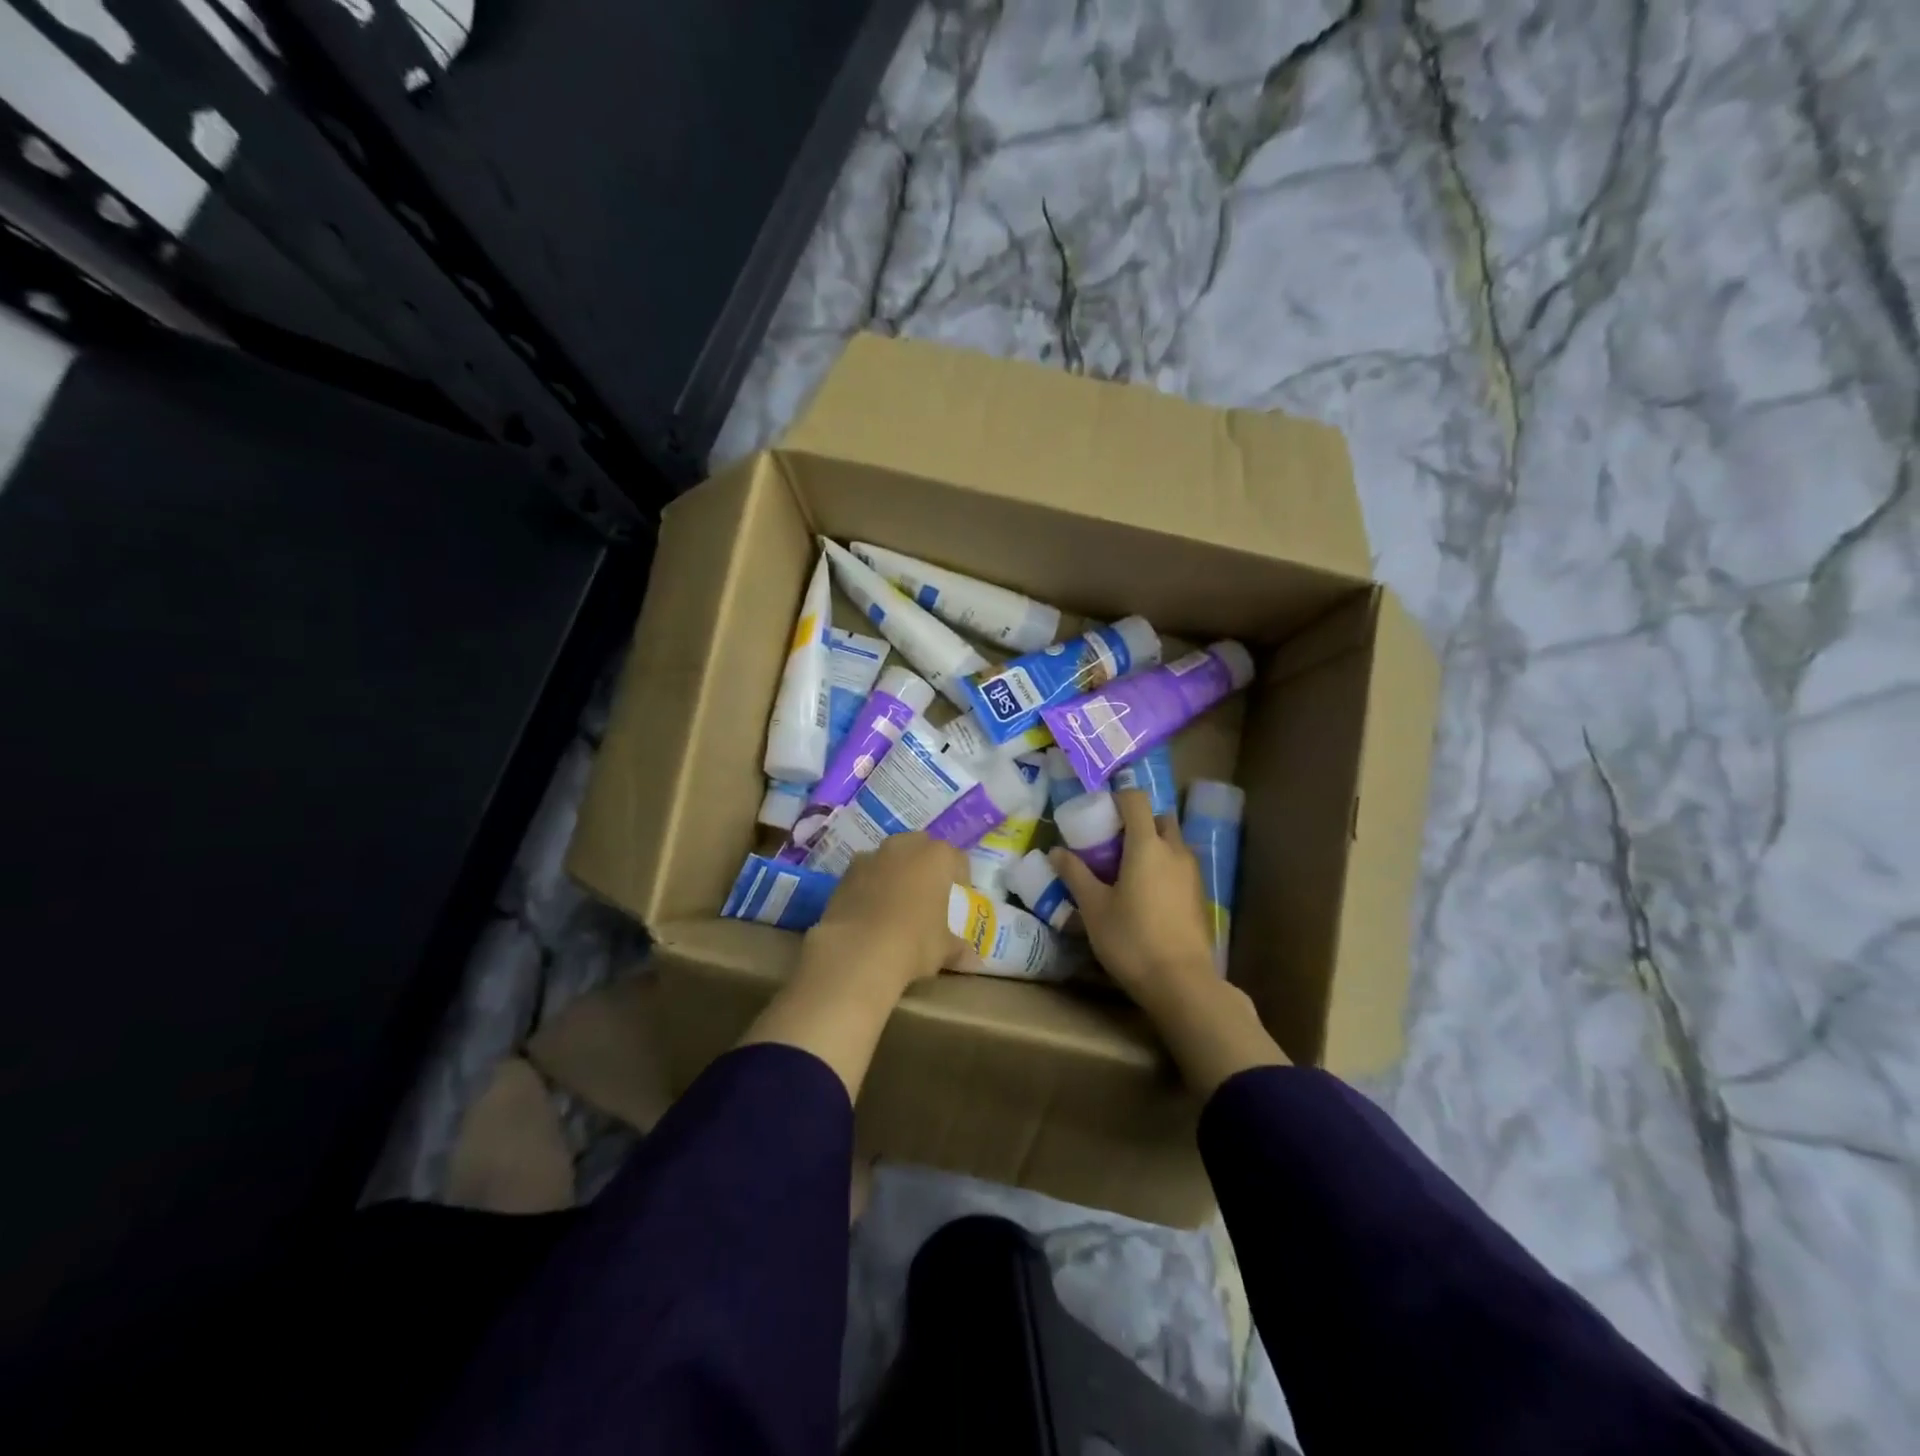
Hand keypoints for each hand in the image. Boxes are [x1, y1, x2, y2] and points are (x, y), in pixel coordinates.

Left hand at [809, 833, 967, 999]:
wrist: (857, 951)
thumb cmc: (914, 943)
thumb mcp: (943, 950)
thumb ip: (958, 950)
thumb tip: (975, 963)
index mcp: (937, 857)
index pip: (957, 859)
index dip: (960, 876)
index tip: (959, 895)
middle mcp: (905, 847)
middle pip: (922, 846)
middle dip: (926, 864)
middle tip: (928, 892)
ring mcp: (872, 856)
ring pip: (890, 855)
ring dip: (896, 870)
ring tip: (897, 900)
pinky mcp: (845, 873)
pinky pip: (865, 872)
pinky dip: (870, 883)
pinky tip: (870, 909)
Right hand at [1052, 788, 1285, 1094]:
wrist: (1182, 983)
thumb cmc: (1131, 939)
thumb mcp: (1093, 908)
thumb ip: (1075, 874)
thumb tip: (1055, 851)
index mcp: (1147, 845)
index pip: (1135, 800)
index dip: (1117, 797)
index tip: (1098, 810)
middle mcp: (1175, 851)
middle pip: (1159, 817)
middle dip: (1137, 820)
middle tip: (1111, 840)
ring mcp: (1192, 873)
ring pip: (1173, 842)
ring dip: (1152, 843)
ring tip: (1125, 867)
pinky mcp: (1199, 895)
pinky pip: (1180, 865)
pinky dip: (1163, 865)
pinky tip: (1145, 892)